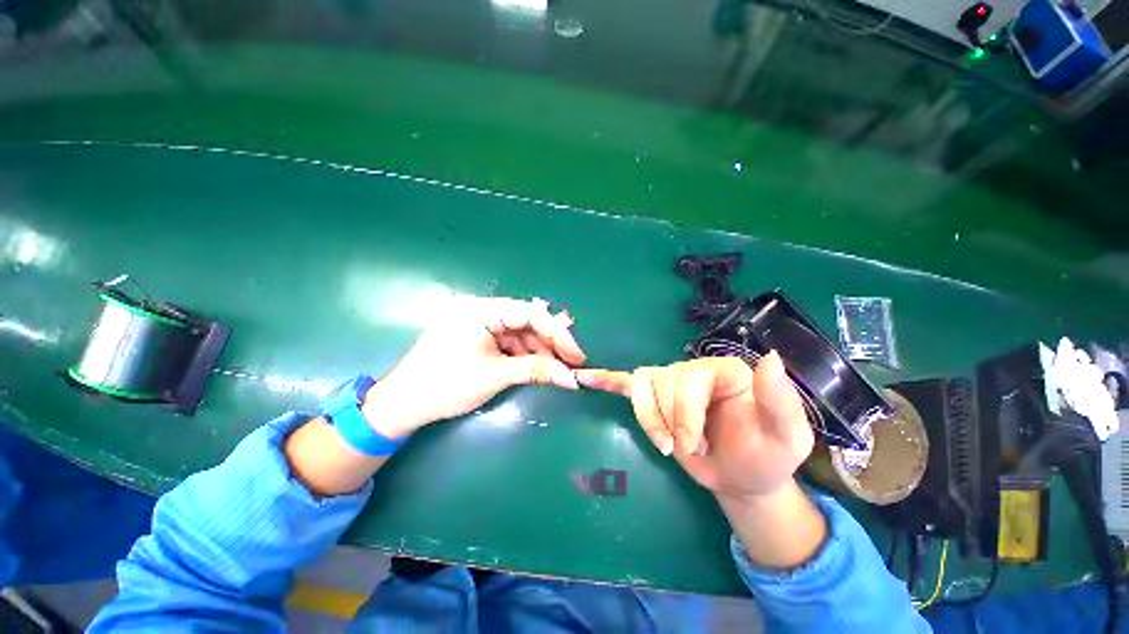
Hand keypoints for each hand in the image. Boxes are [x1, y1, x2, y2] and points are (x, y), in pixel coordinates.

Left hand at [363, 295, 585, 438]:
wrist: (403, 404)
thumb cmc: (447, 385)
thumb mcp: (496, 376)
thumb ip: (537, 371)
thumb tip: (572, 378)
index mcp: (481, 309)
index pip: (530, 313)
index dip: (558, 334)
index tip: (576, 355)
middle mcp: (480, 308)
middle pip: (526, 321)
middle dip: (549, 344)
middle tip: (568, 365)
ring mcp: (477, 321)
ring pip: (518, 332)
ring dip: (537, 351)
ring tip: (554, 370)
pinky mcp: (475, 334)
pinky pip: (506, 340)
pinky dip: (521, 354)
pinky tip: (533, 367)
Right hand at [576, 352, 811, 501]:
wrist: (743, 477)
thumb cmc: (765, 458)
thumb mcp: (787, 438)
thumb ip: (780, 401)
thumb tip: (771, 358)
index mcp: (724, 370)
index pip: (688, 378)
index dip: (685, 412)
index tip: (694, 446)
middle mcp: (693, 369)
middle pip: (662, 381)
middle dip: (669, 420)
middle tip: (687, 449)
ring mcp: (670, 382)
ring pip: (642, 385)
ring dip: (648, 417)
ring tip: (666, 443)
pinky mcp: (655, 398)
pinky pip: (628, 382)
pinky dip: (607, 379)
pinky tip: (586, 377)